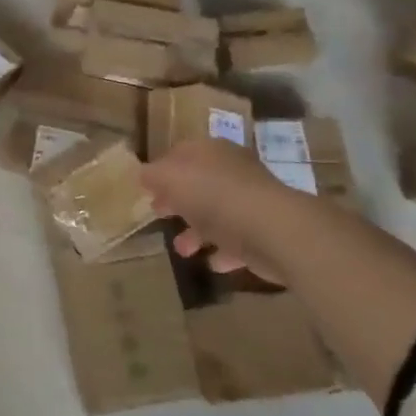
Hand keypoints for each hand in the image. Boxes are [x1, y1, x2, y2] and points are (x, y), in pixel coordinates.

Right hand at [141, 139, 294, 284]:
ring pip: (217, 214)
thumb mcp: (170, 177)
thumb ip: (153, 175)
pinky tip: (211, 263)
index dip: (162, 169)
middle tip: (159, 213)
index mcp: (211, 151)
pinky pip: (237, 242)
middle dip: (178, 200)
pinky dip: (223, 251)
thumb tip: (143, 174)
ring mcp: (250, 203)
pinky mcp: (263, 233)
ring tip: (181, 249)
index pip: (181, 153)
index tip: (146, 188)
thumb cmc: (214, 195)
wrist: (272, 230)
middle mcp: (232, 172)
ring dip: (197, 231)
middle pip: (199, 183)